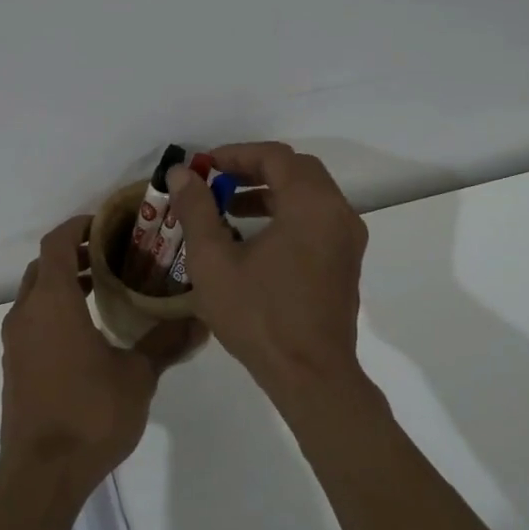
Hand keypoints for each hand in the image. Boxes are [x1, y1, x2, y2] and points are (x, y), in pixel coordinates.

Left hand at [0, 216, 205, 493]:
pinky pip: (33, 321)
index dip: (78, 226)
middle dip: (73, 254)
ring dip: (64, 283)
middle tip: (113, 255)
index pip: (56, 243)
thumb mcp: (138, 376)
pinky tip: (87, 332)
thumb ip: (166, 343)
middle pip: (43, 266)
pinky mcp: (15, 365)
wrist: (41, 473)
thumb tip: (201, 321)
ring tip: (106, 289)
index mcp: (53, 302)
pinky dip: (55, 310)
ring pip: (36, 294)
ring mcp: (15, 341)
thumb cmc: (90, 414)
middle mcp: (27, 313)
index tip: (106, 224)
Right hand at [168, 142, 368, 399]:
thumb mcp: (214, 261)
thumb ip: (197, 209)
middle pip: (296, 169)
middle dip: (254, 169)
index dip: (235, 154)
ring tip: (230, 207)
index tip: (204, 166)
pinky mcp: (346, 260)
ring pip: (309, 193)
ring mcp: (347, 238)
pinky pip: (317, 217)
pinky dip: (288, 211)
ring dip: (270, 190)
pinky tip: (255, 236)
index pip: (274, 157)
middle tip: (217, 181)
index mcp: (310, 205)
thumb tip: (181, 172)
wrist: (310, 375)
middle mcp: (338, 212)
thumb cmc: (259, 316)